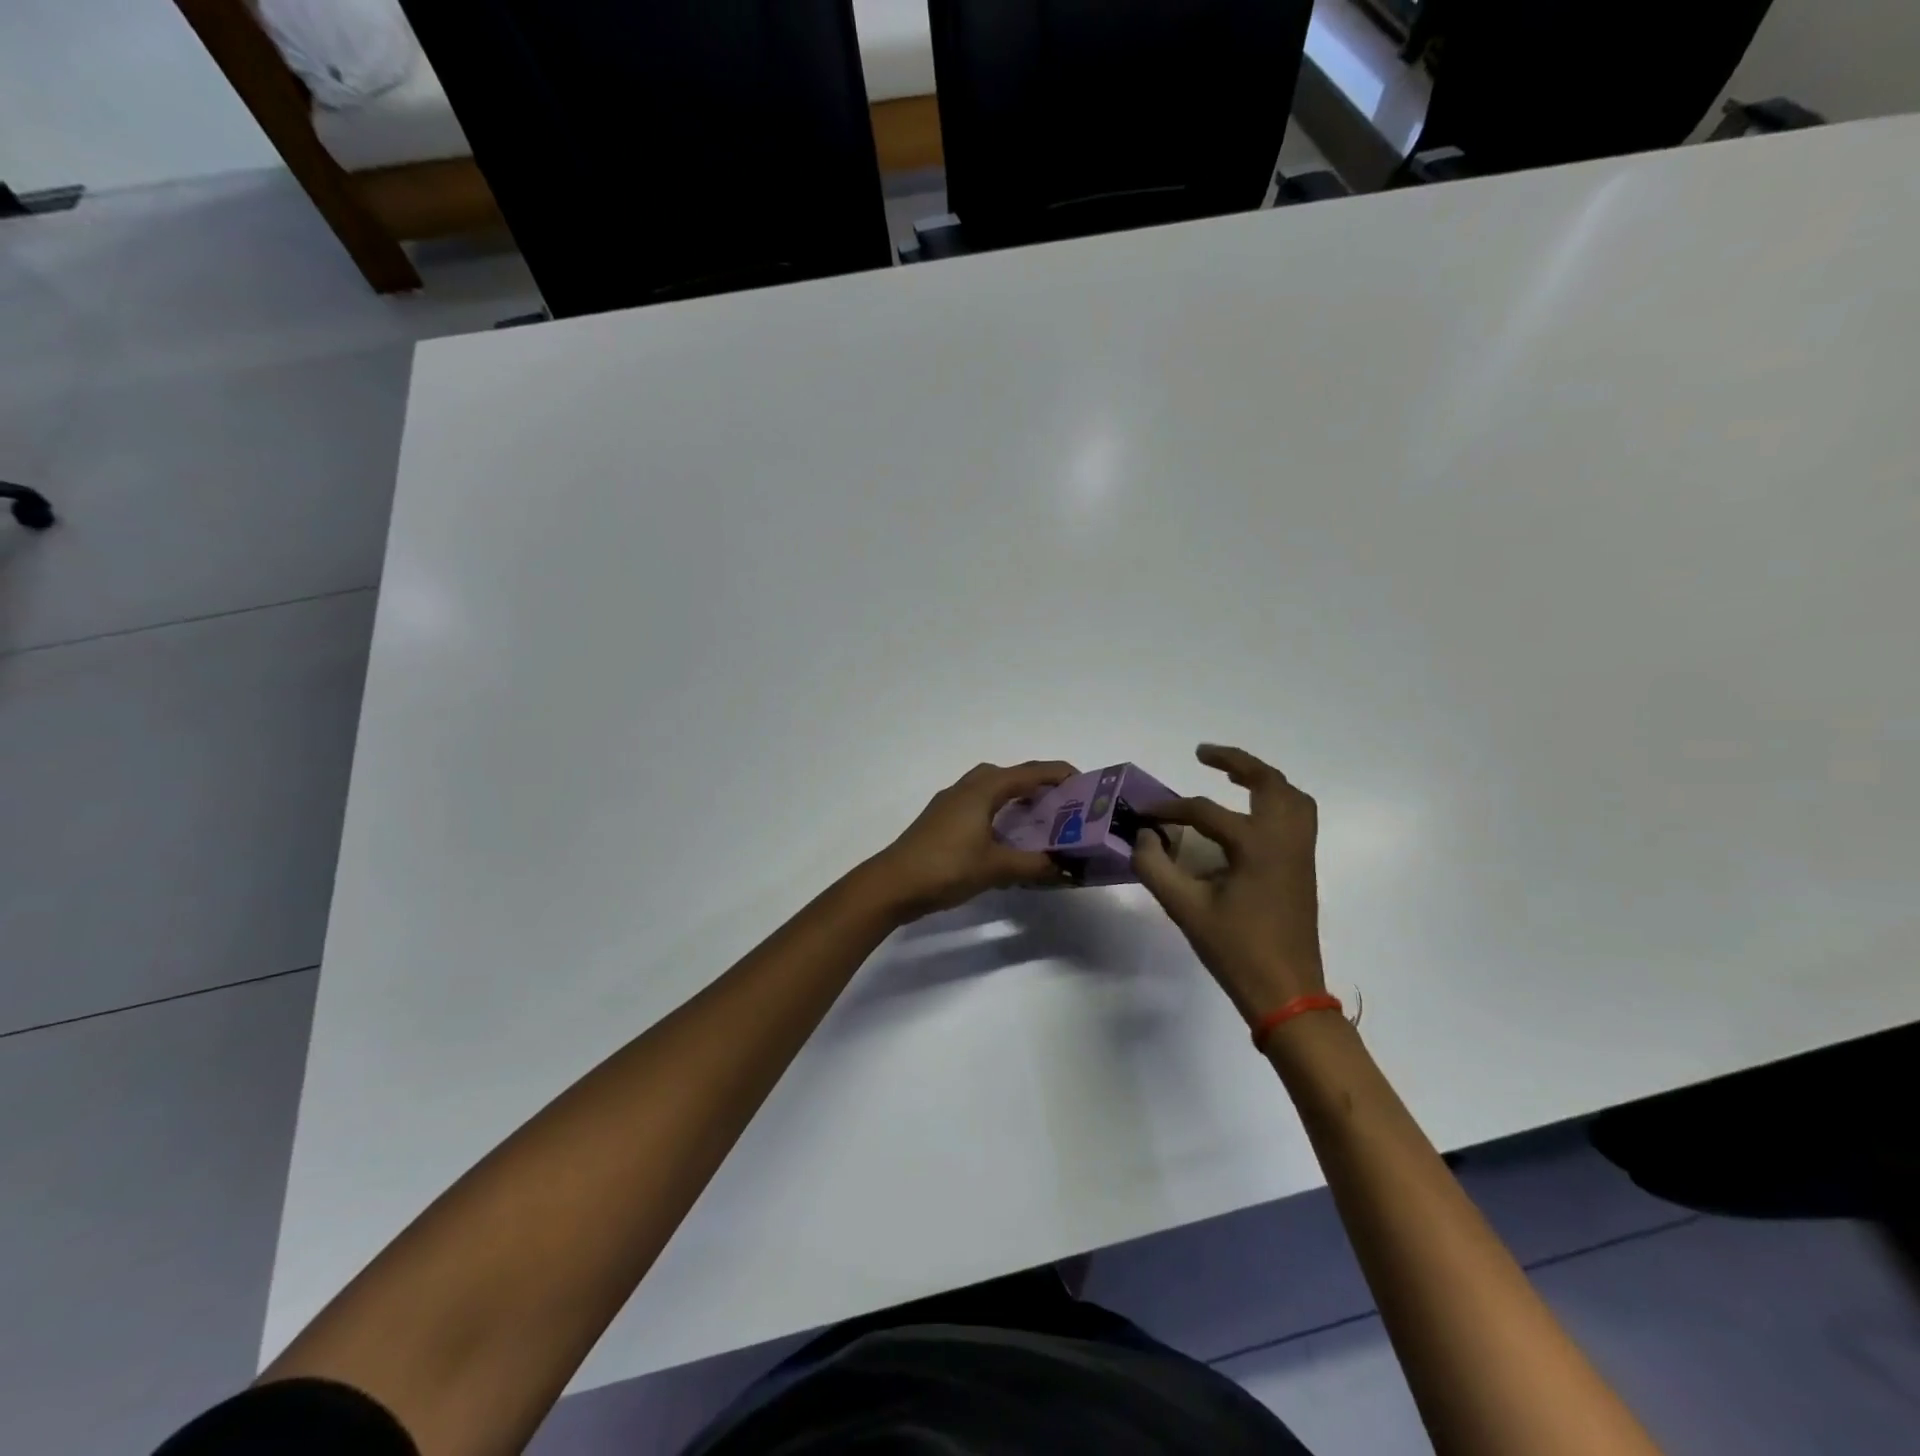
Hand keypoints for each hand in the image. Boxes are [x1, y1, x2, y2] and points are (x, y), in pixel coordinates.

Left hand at [865, 760, 1077, 919]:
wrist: (892, 884)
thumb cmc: (946, 868)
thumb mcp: (996, 868)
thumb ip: (1034, 865)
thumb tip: (1066, 868)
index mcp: (982, 790)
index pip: (1029, 772)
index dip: (1059, 774)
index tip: (1086, 784)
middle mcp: (966, 788)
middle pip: (1009, 775)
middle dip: (1037, 785)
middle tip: (1062, 806)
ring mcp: (949, 804)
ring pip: (990, 790)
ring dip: (1015, 799)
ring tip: (1039, 822)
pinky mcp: (940, 821)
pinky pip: (978, 806)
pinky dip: (998, 814)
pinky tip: (1006, 840)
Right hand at [1132, 745, 1324, 1020]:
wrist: (1286, 992)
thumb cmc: (1235, 950)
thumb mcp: (1186, 909)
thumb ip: (1156, 867)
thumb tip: (1143, 837)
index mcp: (1256, 846)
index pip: (1205, 812)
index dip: (1170, 808)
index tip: (1143, 813)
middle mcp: (1284, 840)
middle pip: (1269, 783)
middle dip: (1237, 762)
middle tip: (1203, 754)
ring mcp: (1300, 853)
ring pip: (1292, 798)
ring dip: (1263, 779)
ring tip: (1233, 776)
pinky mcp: (1303, 868)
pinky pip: (1297, 817)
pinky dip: (1276, 801)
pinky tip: (1250, 816)